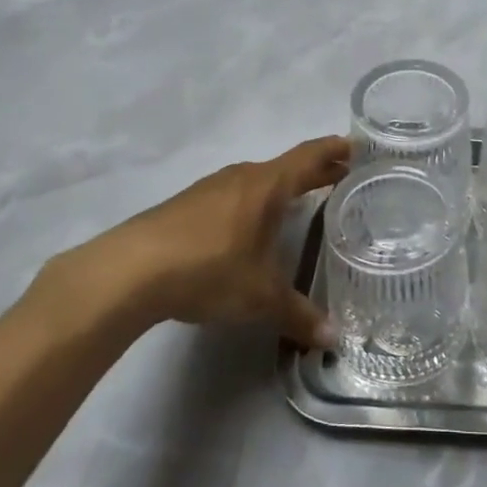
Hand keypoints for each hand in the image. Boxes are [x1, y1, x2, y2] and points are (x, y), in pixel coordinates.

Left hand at [38, 136, 351, 348]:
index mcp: (268, 186)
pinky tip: (250, 227)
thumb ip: (299, 316)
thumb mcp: (260, 297)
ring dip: (282, 187)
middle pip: (287, 166)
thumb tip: (333, 340)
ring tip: (300, 202)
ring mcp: (210, 188)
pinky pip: (233, 195)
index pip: (311, 155)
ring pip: (258, 180)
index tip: (358, 146)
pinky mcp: (186, 205)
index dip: (337, 149)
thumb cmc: (209, 270)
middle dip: (316, 171)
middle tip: (343, 177)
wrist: (129, 271)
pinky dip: (254, 202)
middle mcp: (242, 178)